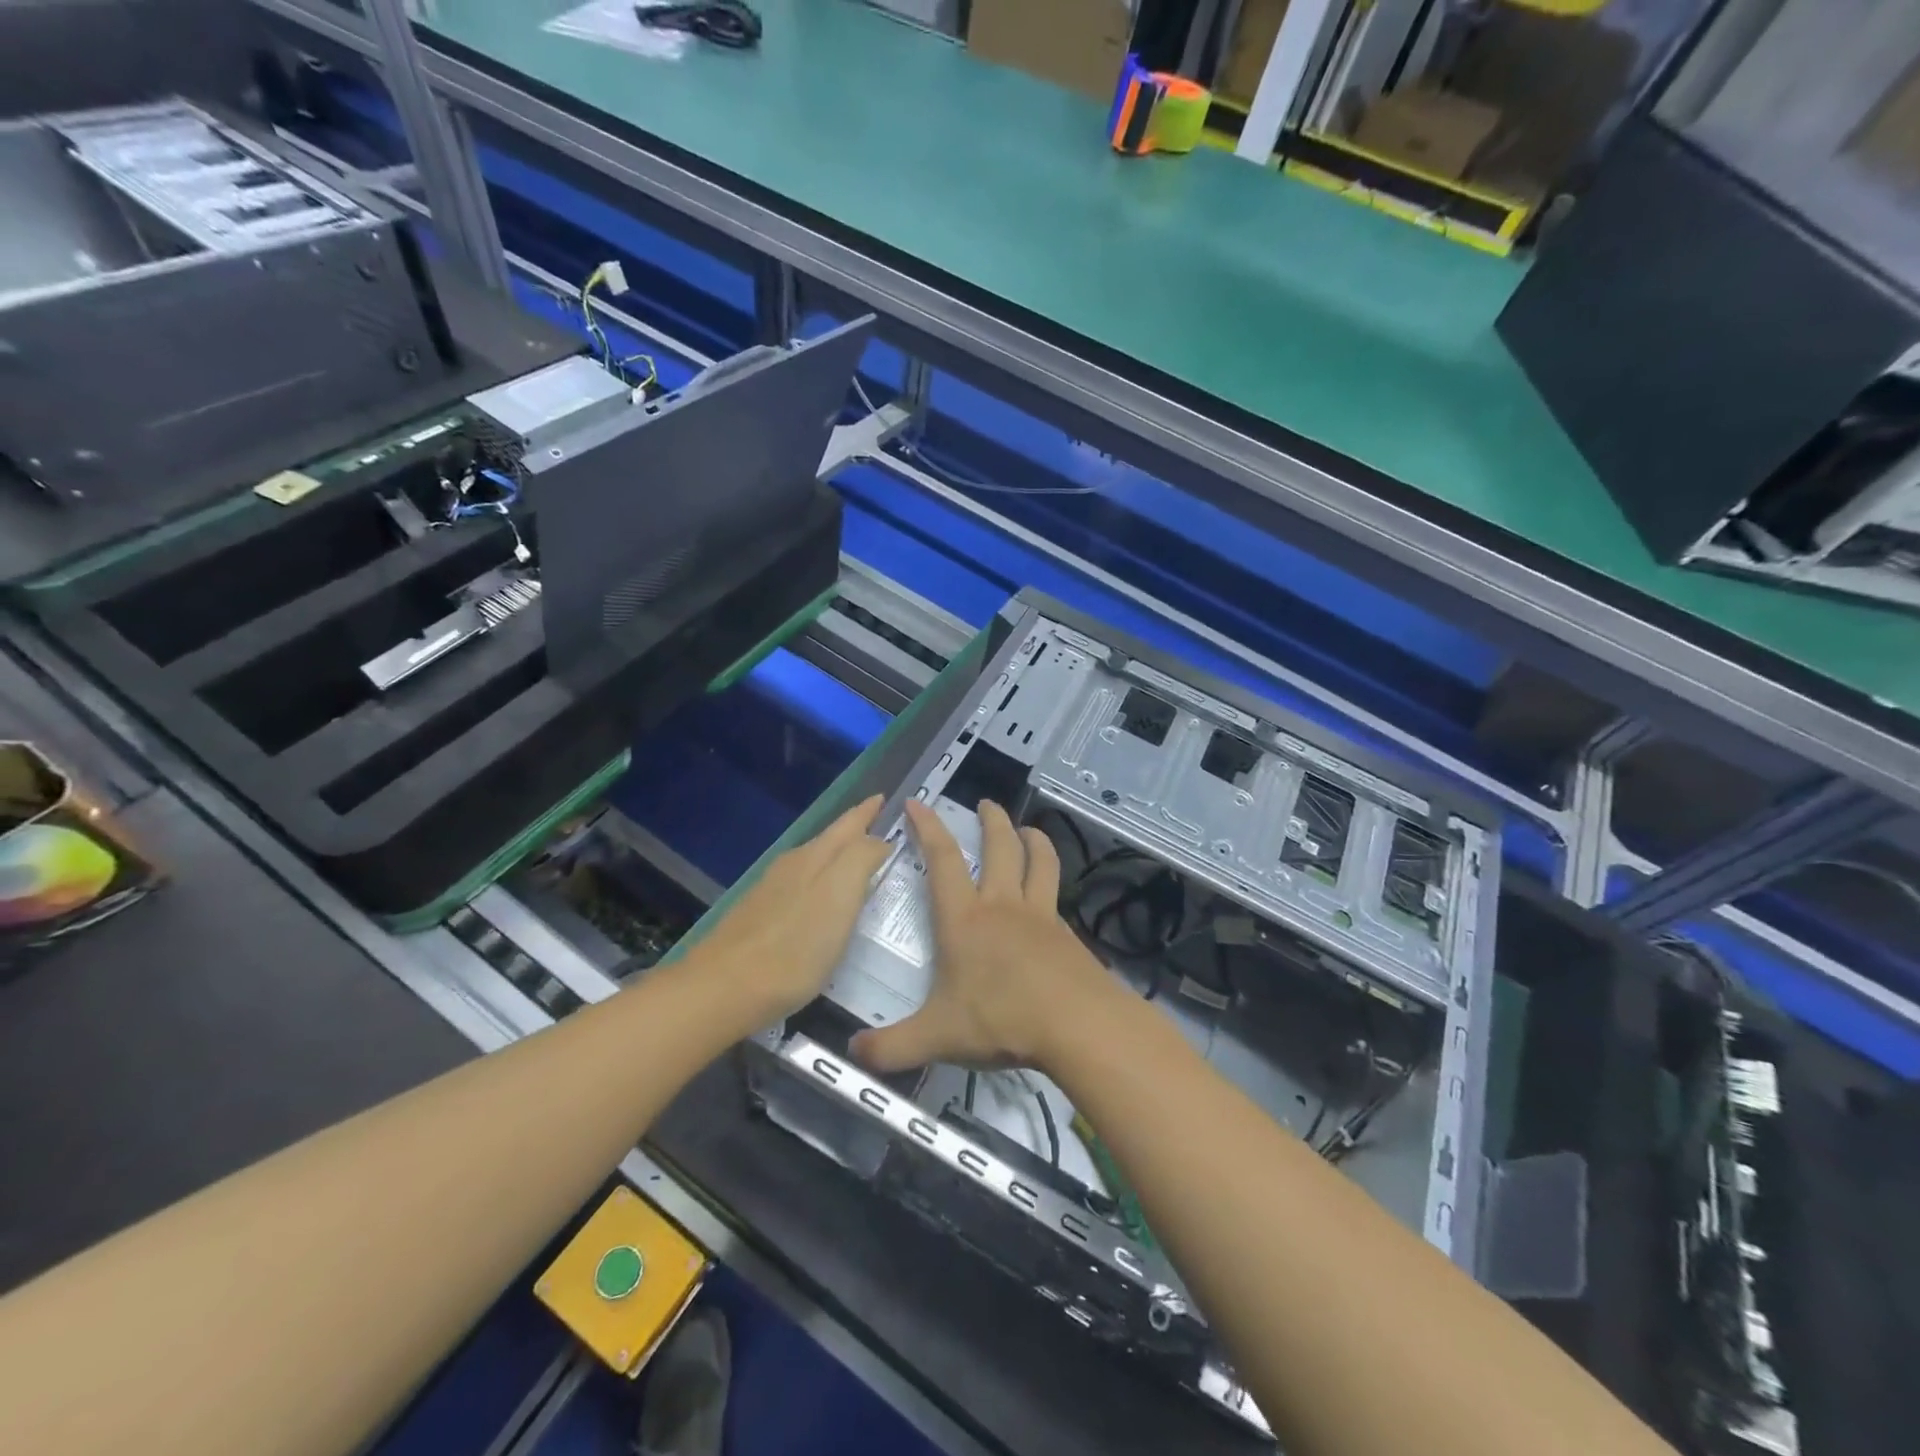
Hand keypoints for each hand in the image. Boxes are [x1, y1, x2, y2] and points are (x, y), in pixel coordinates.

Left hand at [689, 795, 891, 1025]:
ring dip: (839, 859)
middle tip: (881, 827)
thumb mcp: (839, 896)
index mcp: (815, 857)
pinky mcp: (760, 920)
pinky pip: (801, 890)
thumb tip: (878, 840)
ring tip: (861, 865)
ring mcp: (771, 892)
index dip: (868, 811)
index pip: (848, 824)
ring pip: (814, 864)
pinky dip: (822, 887)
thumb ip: (861, 859)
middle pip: (830, 841)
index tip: (884, 797)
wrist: (722, 989)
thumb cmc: (793, 947)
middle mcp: (792, 866)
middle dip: (855, 831)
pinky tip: (825, 906)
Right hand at [852, 799, 1116, 1075]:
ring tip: (1028, 829)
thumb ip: (891, 1047)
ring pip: (1039, 861)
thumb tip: (852, 1052)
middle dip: (992, 820)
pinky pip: (1057, 895)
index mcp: (964, 919)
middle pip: (1000, 847)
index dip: (928, 827)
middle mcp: (1002, 905)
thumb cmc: (1001, 1019)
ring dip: (1033, 839)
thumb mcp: (937, 1038)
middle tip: (987, 803)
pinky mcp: (1066, 933)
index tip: (918, 802)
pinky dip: (1052, 881)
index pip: (942, 860)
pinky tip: (1050, 894)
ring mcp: (1040, 915)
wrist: (1077, 1024)